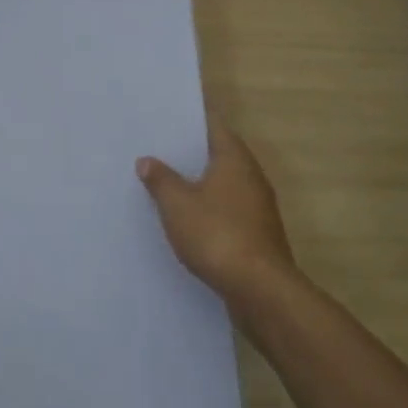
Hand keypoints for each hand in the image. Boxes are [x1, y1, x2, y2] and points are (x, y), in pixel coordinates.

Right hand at [138, 116, 296, 300]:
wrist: (260, 290)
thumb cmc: (217, 234)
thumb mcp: (178, 205)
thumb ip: (161, 179)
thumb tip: (147, 160)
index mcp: (234, 159)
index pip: (213, 125)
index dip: (191, 120)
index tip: (167, 117)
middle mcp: (251, 176)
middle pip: (218, 154)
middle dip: (191, 153)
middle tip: (158, 149)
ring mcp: (258, 207)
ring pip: (223, 185)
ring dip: (199, 184)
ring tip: (166, 183)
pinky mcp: (257, 234)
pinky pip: (227, 210)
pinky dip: (208, 209)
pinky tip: (186, 220)